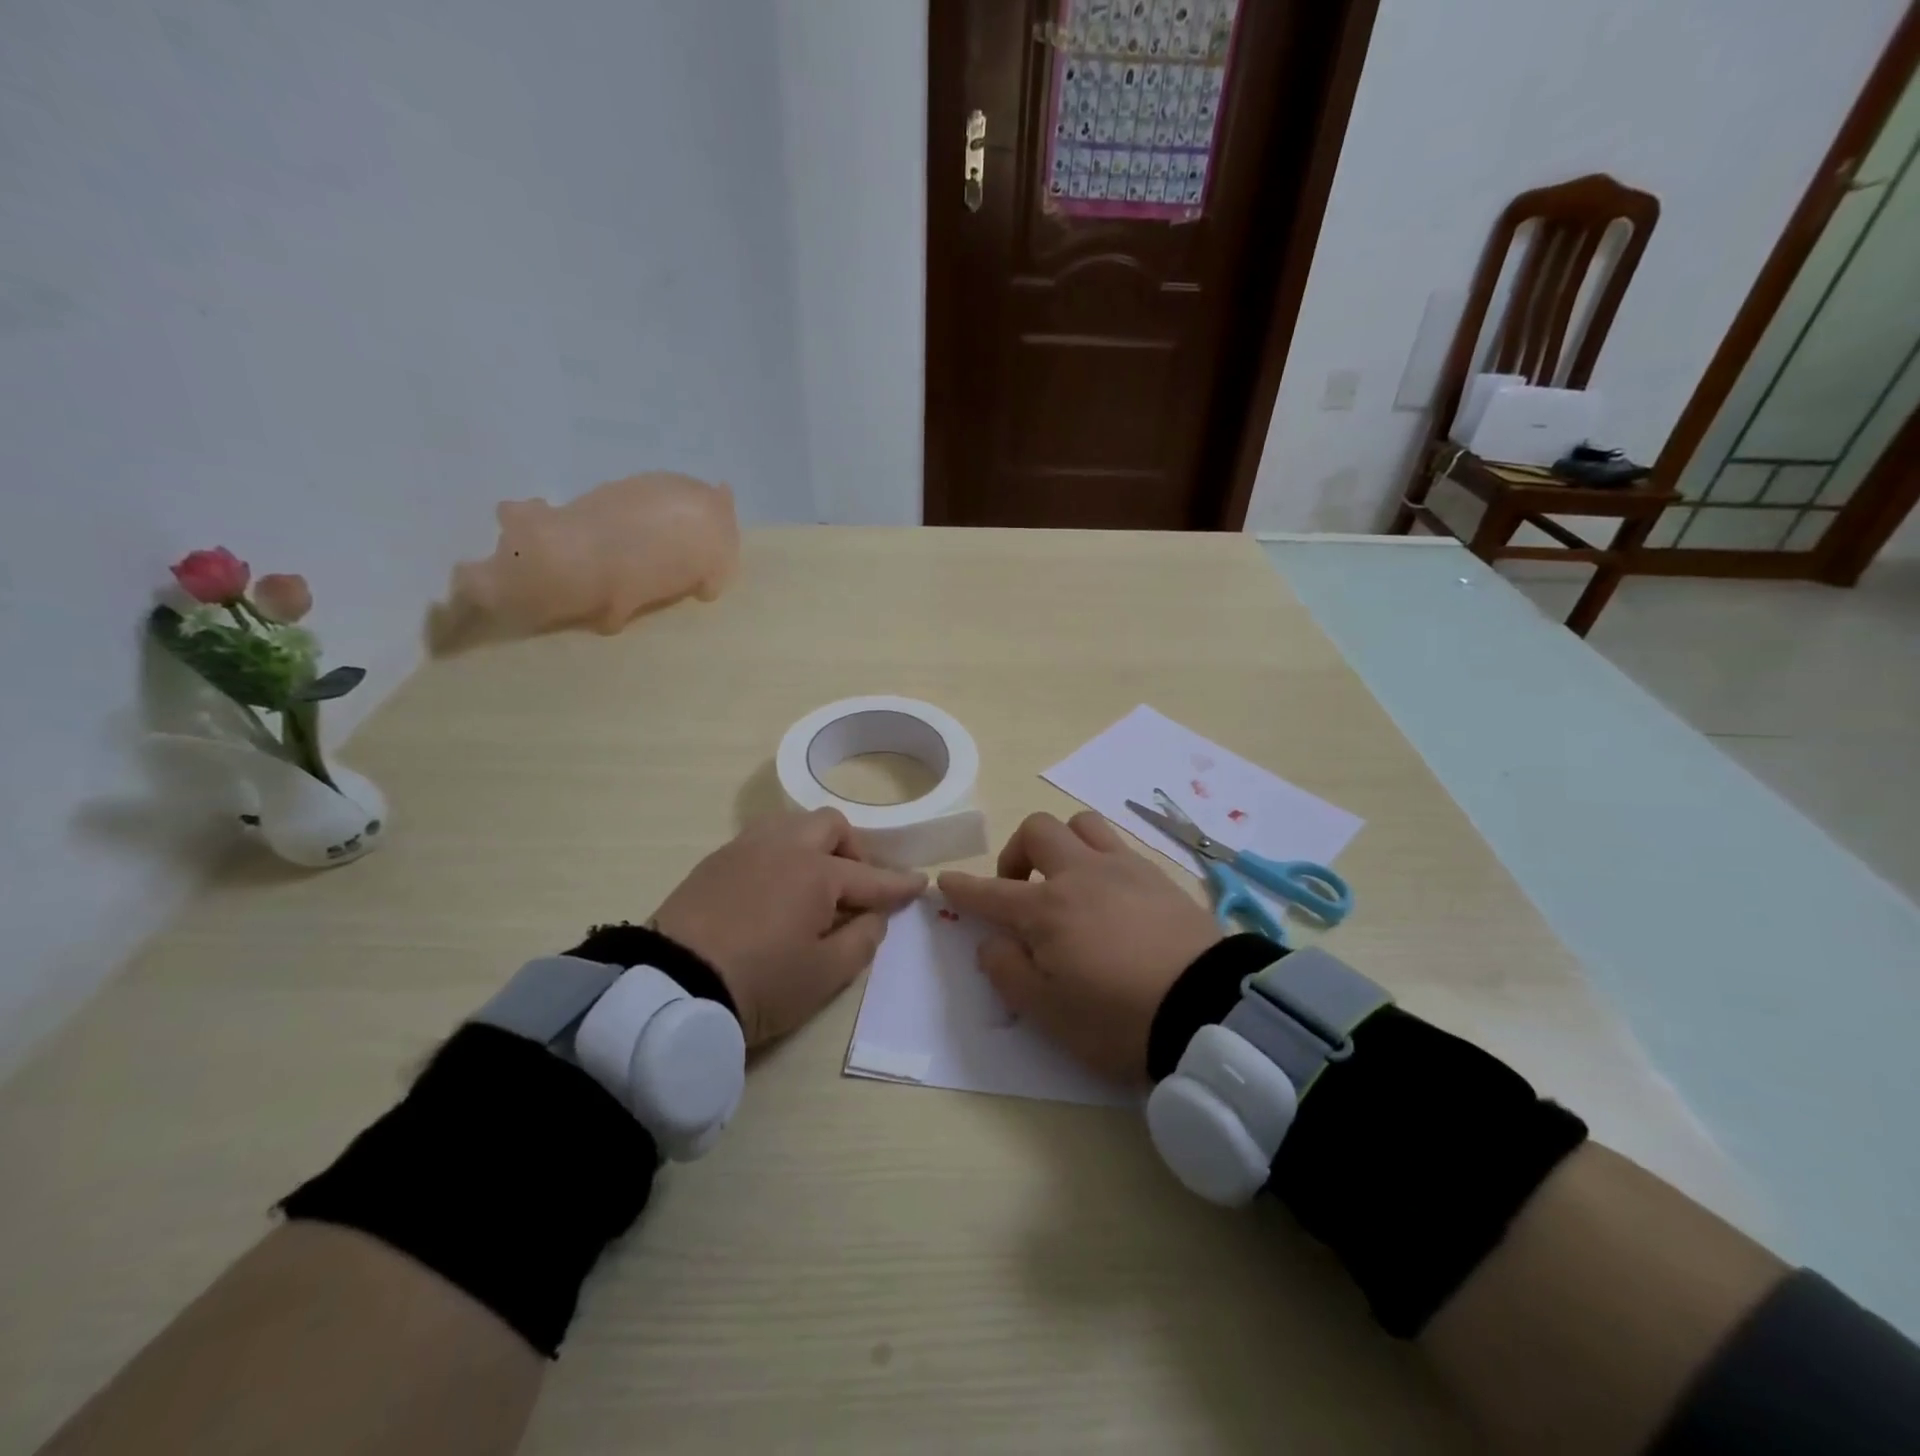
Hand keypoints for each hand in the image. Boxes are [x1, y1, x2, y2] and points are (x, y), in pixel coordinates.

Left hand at [654, 809, 925, 1045]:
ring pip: (792, 824)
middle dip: (853, 850)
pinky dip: (781, 854)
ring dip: (814, 844)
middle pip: (831, 826)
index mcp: (817, 873)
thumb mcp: (825, 975)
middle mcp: (784, 848)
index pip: (871, 877)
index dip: (899, 884)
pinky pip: (761, 840)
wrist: (671, 985)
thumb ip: (862, 941)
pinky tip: (774, 886)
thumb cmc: (761, 983)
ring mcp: (745, 849)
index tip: (920, 883)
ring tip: (812, 882)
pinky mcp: (715, 861)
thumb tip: (874, 915)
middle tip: (854, 886)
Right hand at [938, 811, 1220, 1081]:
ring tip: (1066, 878)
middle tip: (1020, 890)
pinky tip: (1109, 892)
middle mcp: (1080, 875)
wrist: (1208, 1010)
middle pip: (1037, 831)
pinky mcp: (1158, 875)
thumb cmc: (1117, 1019)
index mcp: (1046, 909)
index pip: (990, 893)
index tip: (947, 881)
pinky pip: (1119, 844)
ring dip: (1063, 843)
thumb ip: (1007, 973)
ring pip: (1082, 824)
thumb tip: (990, 942)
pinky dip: (1100, 857)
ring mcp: (1123, 868)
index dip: (963, 888)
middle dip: (1016, 853)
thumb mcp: (1048, 1013)